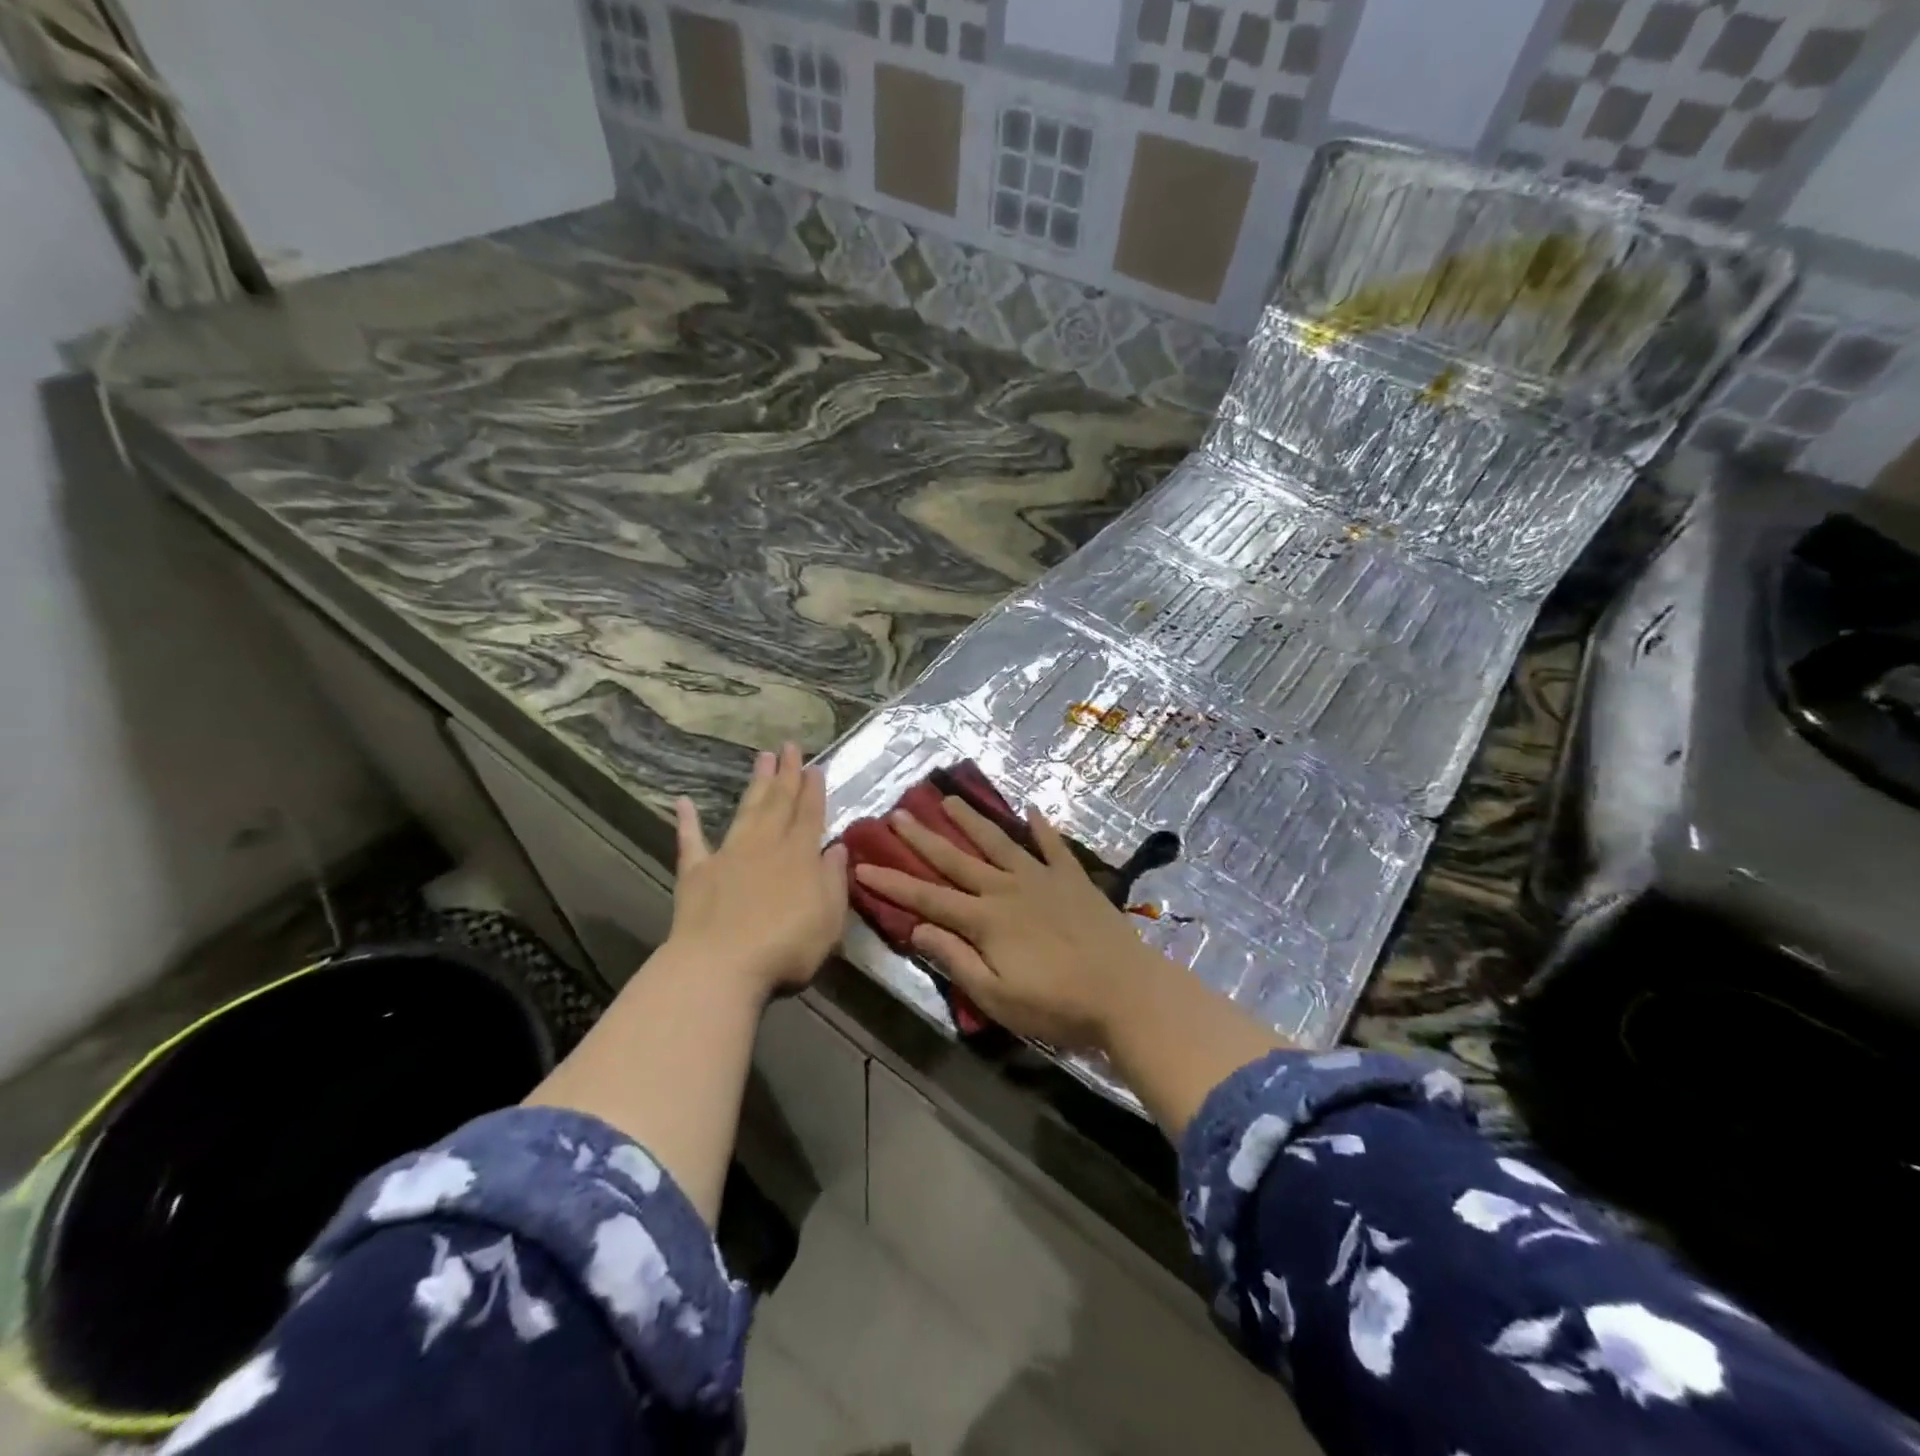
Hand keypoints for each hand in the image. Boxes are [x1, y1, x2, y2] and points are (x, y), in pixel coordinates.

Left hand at [669, 743, 847, 994]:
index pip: (810, 815)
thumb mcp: (829, 918)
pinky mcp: (696, 873)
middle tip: (789, 746)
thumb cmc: (787, 946)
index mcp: (800, 856)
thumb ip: (834, 880)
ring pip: (746, 811)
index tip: (815, 766)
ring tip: (762, 757)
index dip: (813, 790)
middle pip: (779, 803)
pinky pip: (691, 842)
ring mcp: (728, 856)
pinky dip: (687, 822)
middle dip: (786, 774)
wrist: (721, 965)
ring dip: (755, 785)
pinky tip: (683, 802)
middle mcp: (766, 846)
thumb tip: (837, 848)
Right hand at [852, 799, 1171, 1050]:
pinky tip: (1032, 809)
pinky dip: (1042, 828)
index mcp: (985, 920)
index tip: (862, 865)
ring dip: (972, 821)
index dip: (892, 883)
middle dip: (924, 838)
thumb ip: (956, 960)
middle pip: (957, 859)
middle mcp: (1007, 889)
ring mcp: (1042, 879)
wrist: (1126, 992)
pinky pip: (1053, 847)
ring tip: (950, 799)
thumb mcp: (997, 996)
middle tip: (898, 814)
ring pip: (998, 843)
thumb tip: (915, 929)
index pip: (927, 898)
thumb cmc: (1057, 1004)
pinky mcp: (1073, 879)